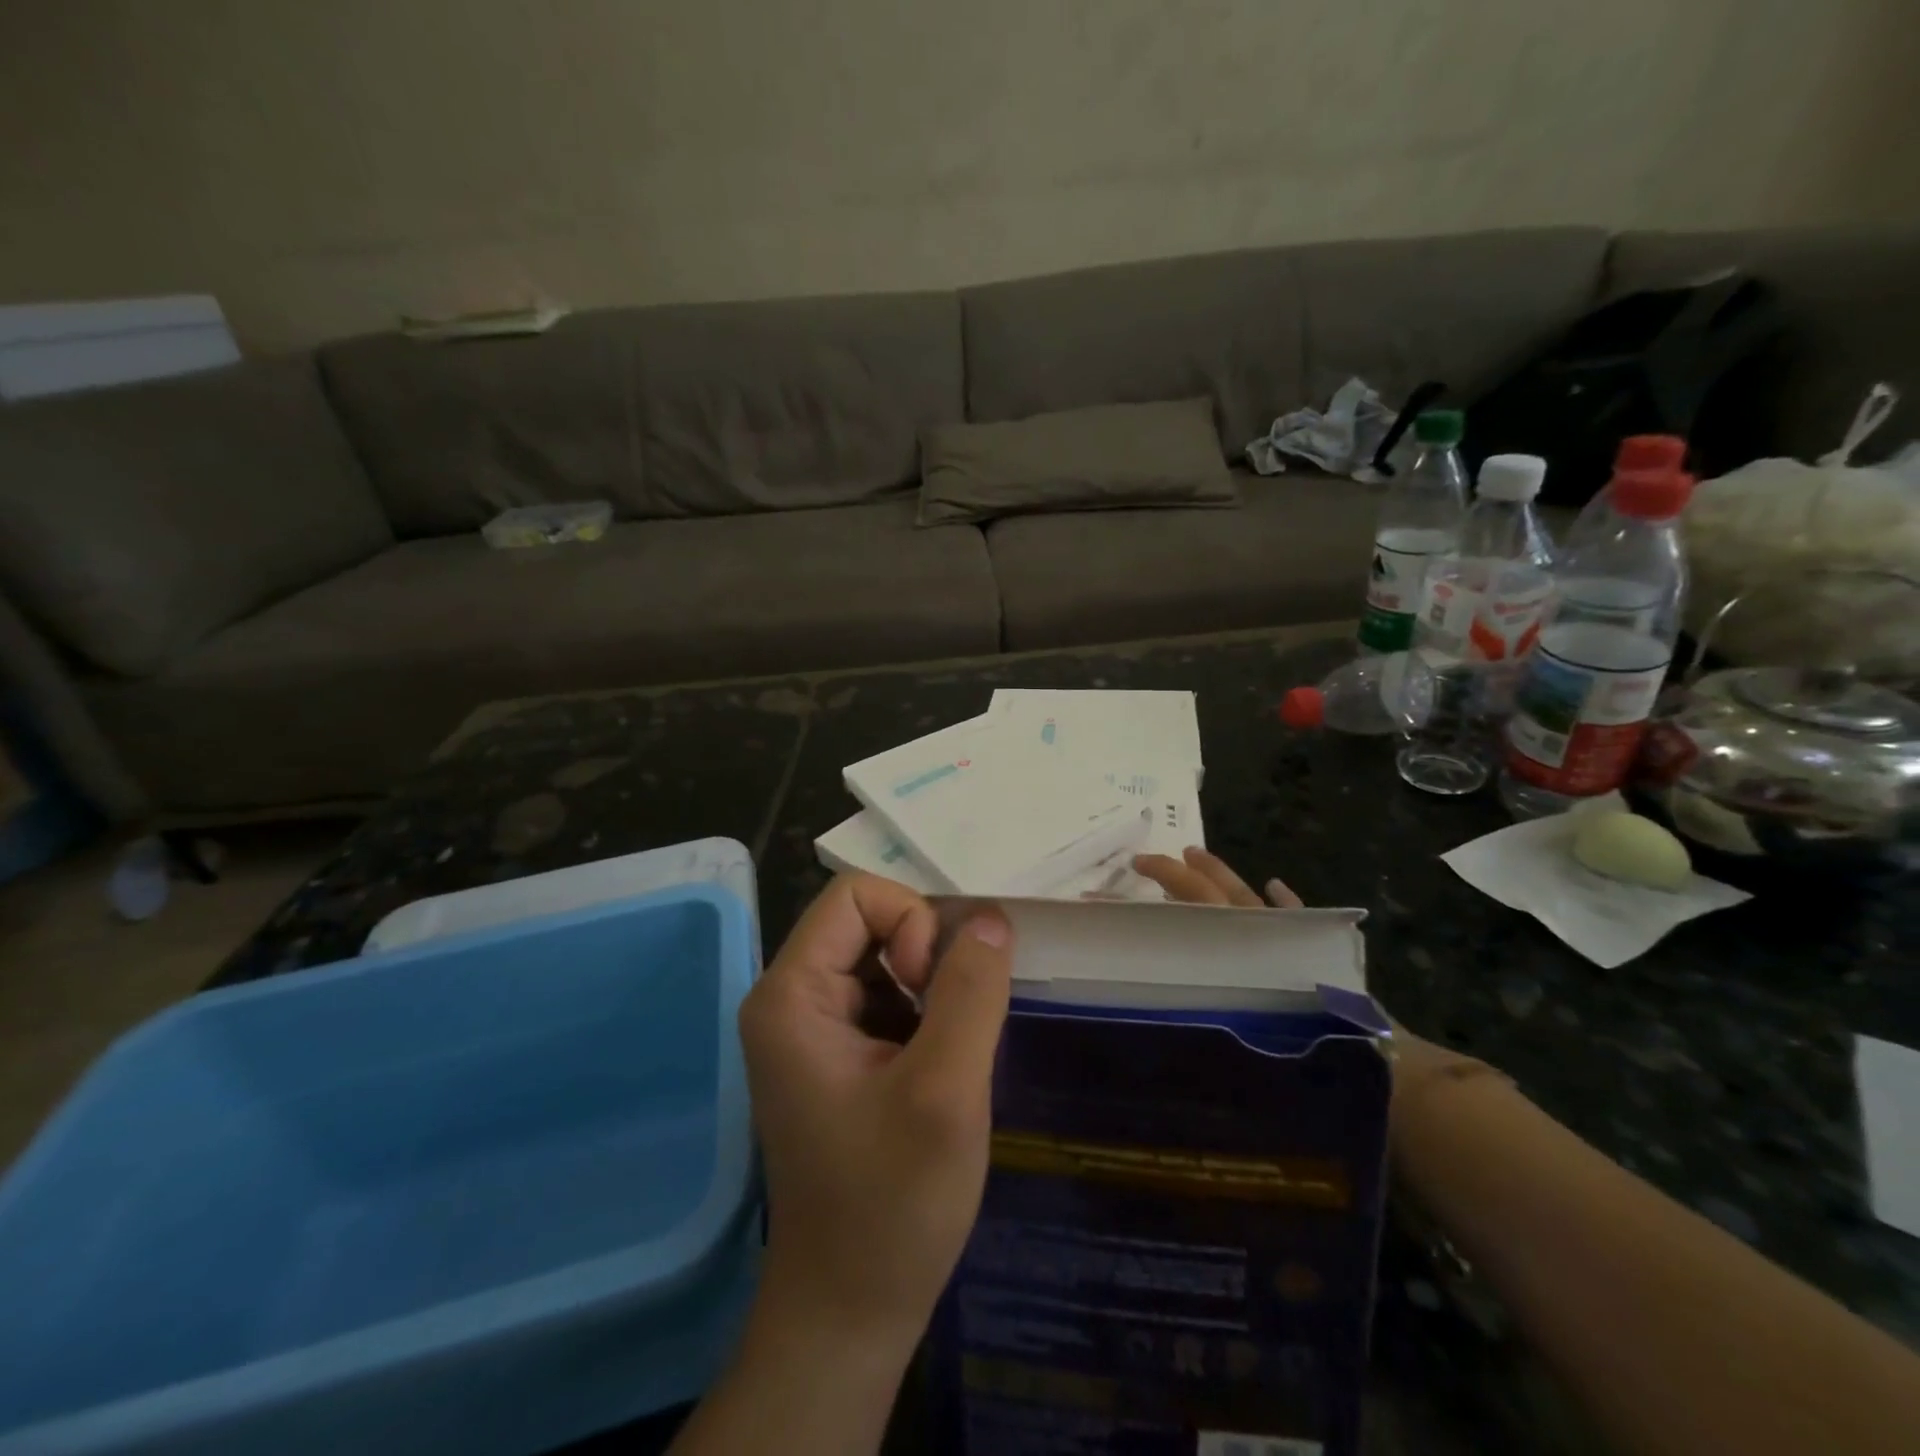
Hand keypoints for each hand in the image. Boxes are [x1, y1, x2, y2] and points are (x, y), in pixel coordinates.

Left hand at [738, 874, 1013, 1360]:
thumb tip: (992, 917)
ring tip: (950, 1055)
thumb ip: (971, 991)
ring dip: (935, 989)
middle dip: (927, 957)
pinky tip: (942, 1068)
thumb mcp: (945, 1092)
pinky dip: (929, 1013)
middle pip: (872, 921)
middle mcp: (793, 998)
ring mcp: (816, 1026)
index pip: (857, 895)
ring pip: (889, 956)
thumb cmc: (890, 1208)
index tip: (930, 992)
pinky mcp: (841, 1052)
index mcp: (791, 995)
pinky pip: (892, 994)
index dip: (911, 923)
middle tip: (949, 1029)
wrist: (850, 1315)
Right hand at [1132, 846, 1478, 1098]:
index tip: (1130, 875)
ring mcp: (1294, 941)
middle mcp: (1263, 936)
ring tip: (1194, 855)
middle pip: (1215, 895)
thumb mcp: (1251, 1029)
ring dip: (1220, 875)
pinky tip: (1274, 884)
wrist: (1390, 1070)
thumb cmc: (1314, 1051)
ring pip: (1249, 898)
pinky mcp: (1322, 953)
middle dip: (1179, 874)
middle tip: (1146, 861)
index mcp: (1241, 948)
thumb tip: (1151, 1006)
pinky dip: (1284, 901)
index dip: (1161, 886)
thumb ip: (1210, 1010)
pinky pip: (1298, 917)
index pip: (1193, 906)